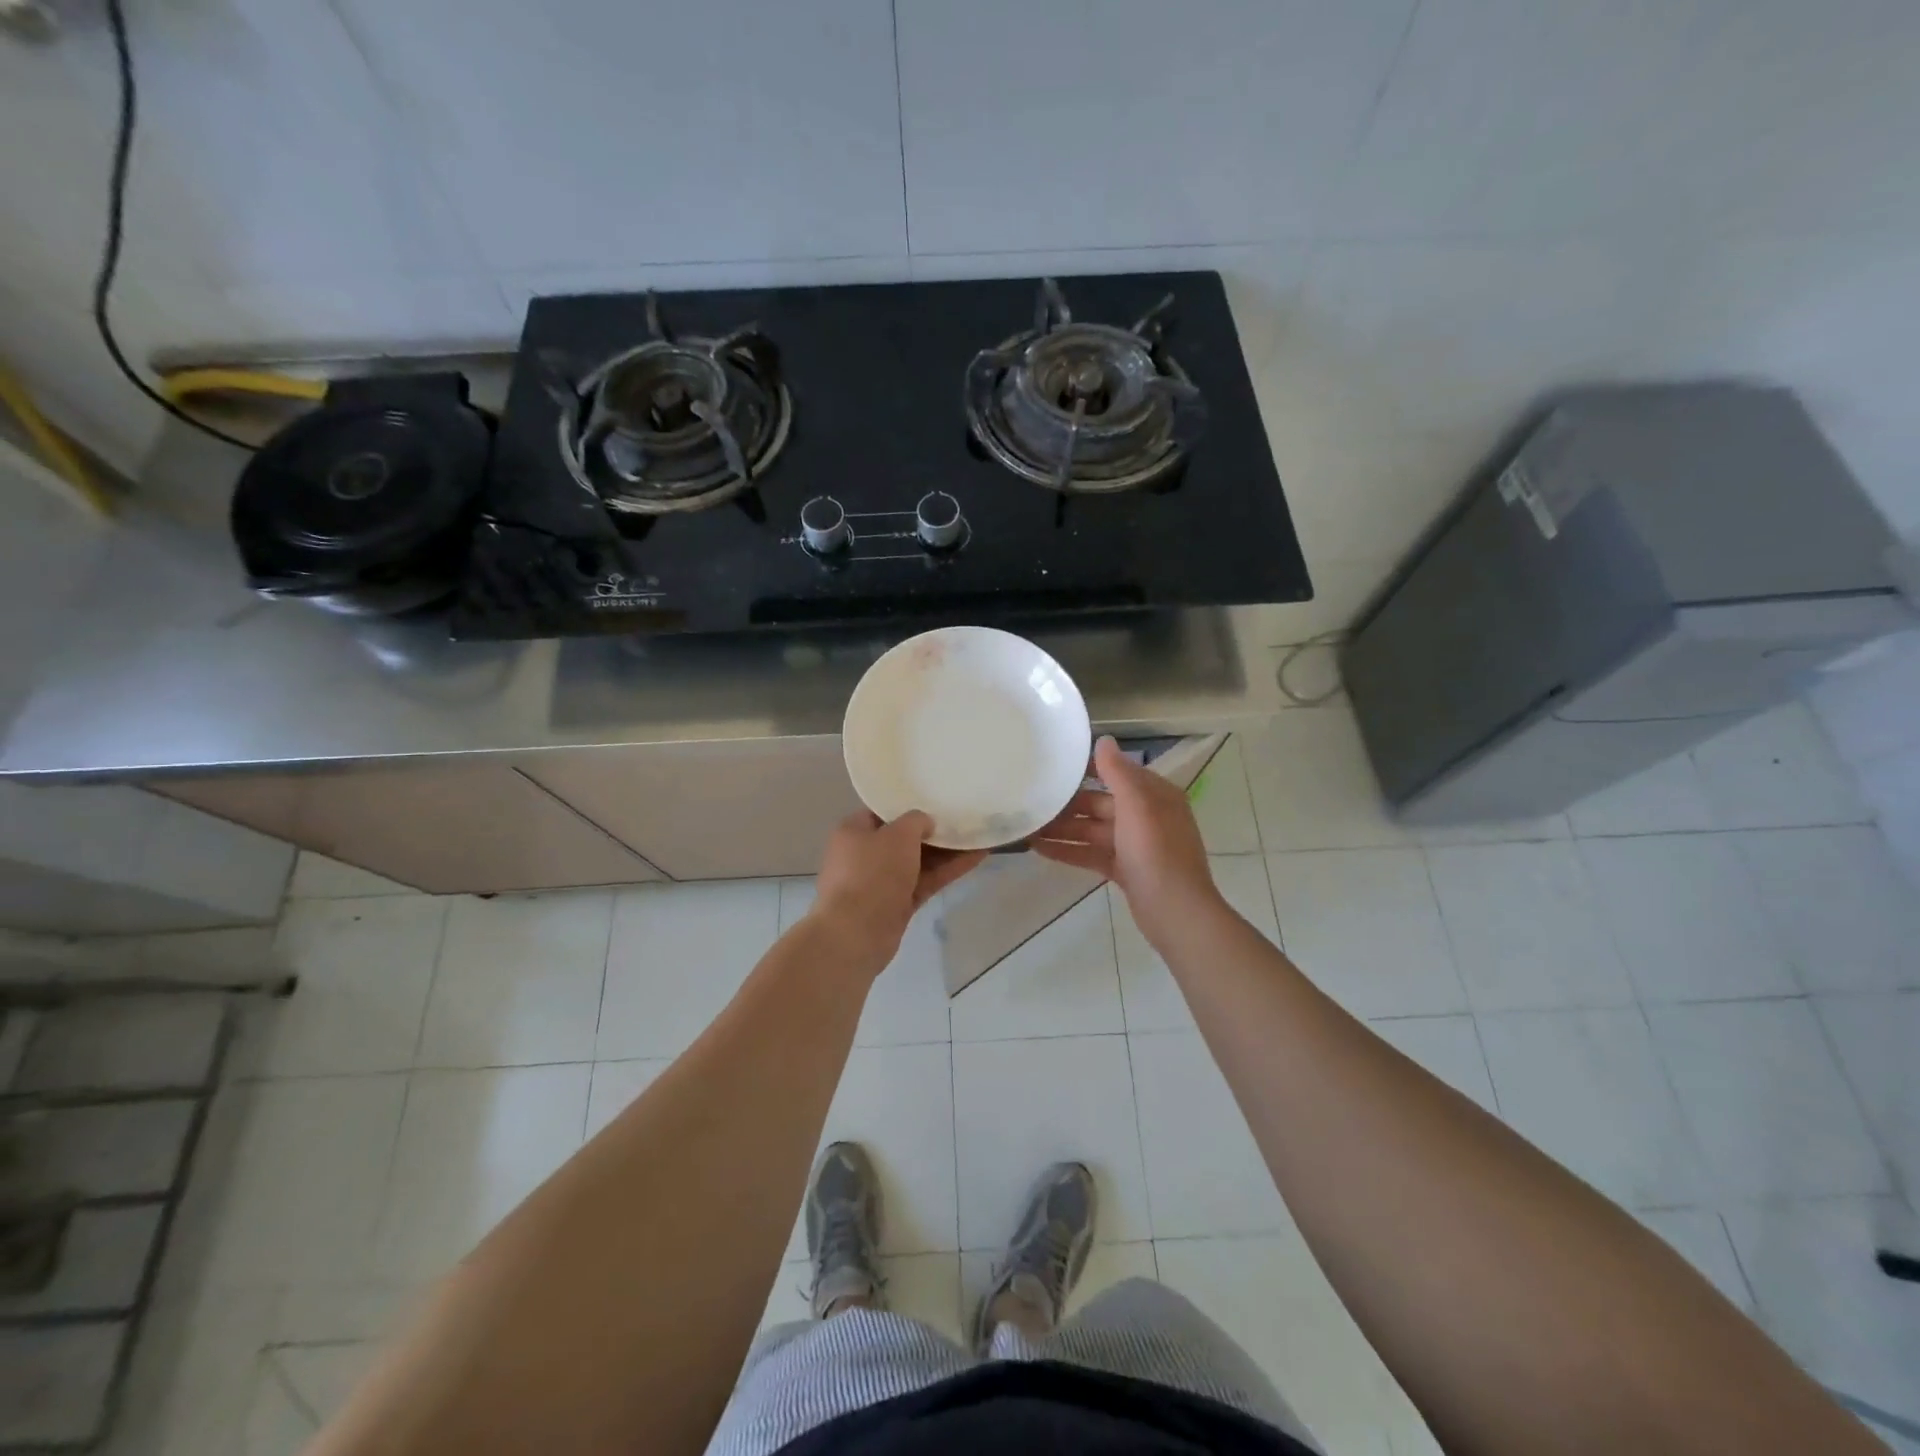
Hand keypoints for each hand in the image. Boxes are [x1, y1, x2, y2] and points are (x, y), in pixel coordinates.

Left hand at [810, 811, 986, 974]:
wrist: (856, 934)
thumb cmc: (872, 872)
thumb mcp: (898, 834)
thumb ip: (916, 821)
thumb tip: (925, 823)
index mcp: (854, 831)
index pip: (883, 813)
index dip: (909, 806)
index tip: (935, 800)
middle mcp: (865, 854)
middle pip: (904, 838)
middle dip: (933, 831)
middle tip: (963, 817)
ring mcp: (882, 882)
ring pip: (919, 861)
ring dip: (947, 851)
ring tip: (978, 836)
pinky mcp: (898, 904)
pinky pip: (926, 881)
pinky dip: (948, 870)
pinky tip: (976, 858)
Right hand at [1029, 736, 1218, 945]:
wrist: (1175, 910)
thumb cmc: (1156, 850)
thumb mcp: (1136, 804)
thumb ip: (1117, 772)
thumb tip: (1104, 740)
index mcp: (1155, 795)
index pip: (1117, 773)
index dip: (1087, 769)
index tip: (1055, 765)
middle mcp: (1146, 816)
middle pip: (1100, 803)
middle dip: (1068, 803)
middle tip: (1032, 799)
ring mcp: (1135, 845)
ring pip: (1093, 830)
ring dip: (1063, 828)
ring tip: (1028, 825)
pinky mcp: (1125, 869)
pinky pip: (1092, 854)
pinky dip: (1068, 851)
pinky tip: (1038, 849)